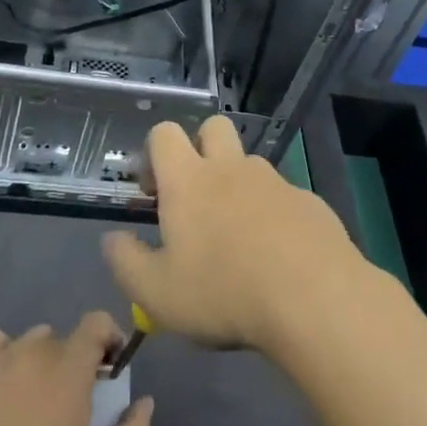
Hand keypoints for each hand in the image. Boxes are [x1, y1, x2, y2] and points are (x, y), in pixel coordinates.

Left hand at [0, 315, 153, 425]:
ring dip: (38, 361)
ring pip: (28, 343)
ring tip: (30, 401)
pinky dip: (3, 357)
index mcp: (70, 368)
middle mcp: (35, 351)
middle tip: (68, 401)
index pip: (97, 322)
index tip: (109, 367)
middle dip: (72, 361)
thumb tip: (145, 402)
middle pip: (63, 339)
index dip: (108, 337)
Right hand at [102, 116, 368, 357]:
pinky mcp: (308, 200)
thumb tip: (113, 239)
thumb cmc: (223, 293)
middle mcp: (232, 168)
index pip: (165, 133)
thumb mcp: (156, 293)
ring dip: (237, 186)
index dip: (154, 153)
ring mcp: (275, 180)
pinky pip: (282, 195)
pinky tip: (276, 257)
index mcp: (189, 180)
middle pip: (213, 128)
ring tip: (237, 240)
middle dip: (200, 149)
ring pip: (249, 164)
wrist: (313, 298)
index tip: (153, 192)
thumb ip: (126, 262)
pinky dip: (272, 214)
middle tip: (195, 199)